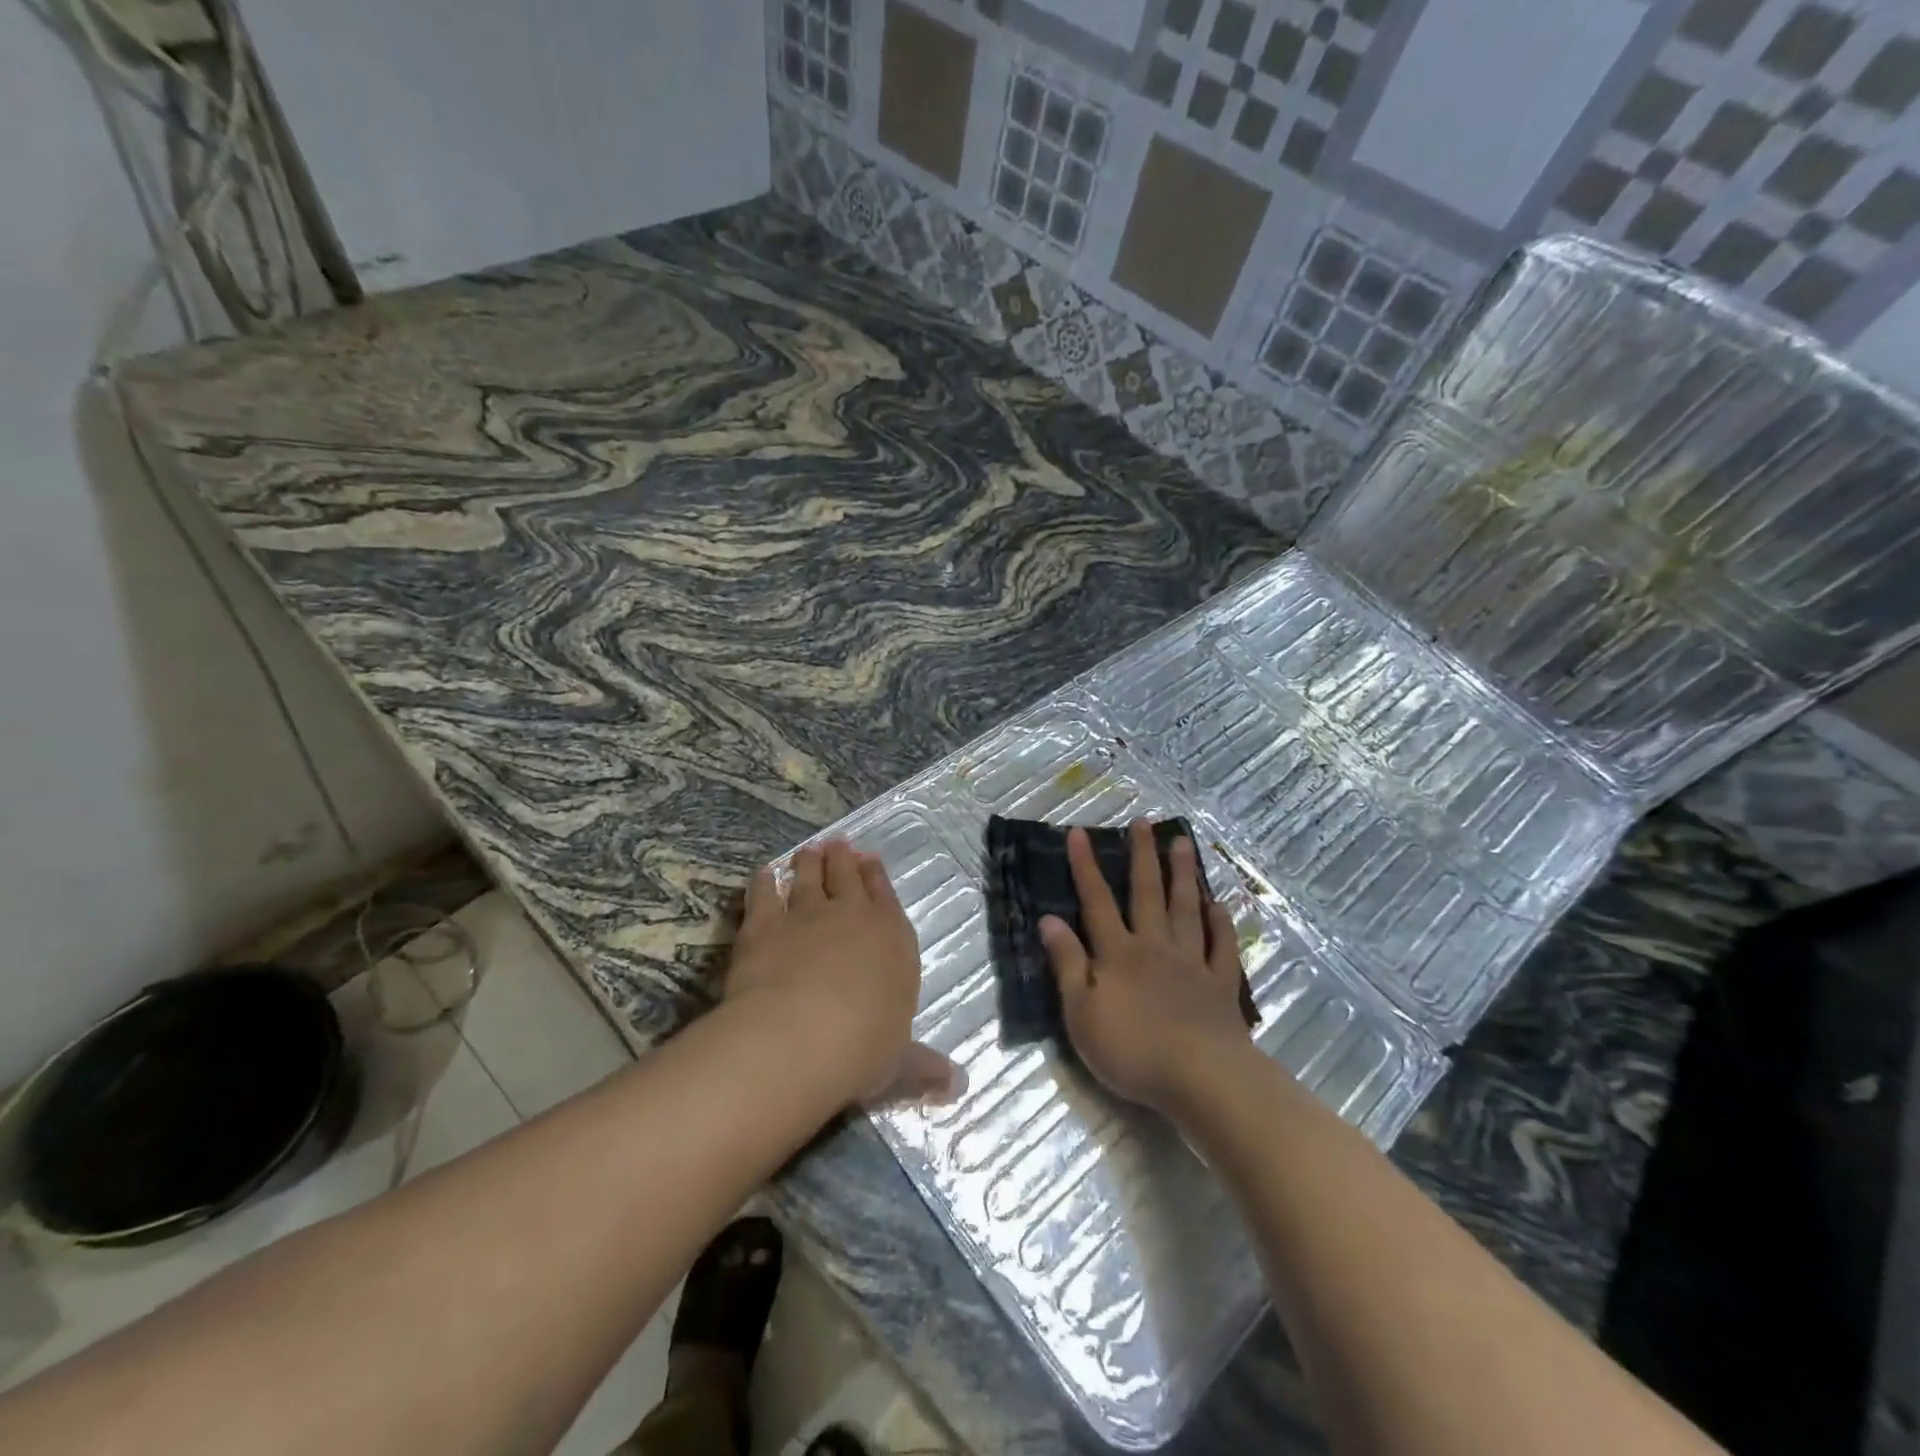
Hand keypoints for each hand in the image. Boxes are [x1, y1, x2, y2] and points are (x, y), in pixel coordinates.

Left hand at [724, 840, 963, 1107]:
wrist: (801, 1035)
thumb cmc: (864, 1048)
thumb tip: (959, 1087)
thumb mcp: (900, 1065)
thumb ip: (924, 1068)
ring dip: (808, 862)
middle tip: (838, 844)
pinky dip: (763, 880)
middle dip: (843, 859)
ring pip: (807, 877)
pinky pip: (763, 893)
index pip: (885, 897)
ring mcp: (805, 915)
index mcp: (892, 938)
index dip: (876, 877)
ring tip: (808, 849)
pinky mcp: (763, 924)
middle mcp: (851, 916)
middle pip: (846, 877)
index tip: (870, 859)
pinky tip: (763, 872)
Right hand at [1039, 821, 1253, 1115]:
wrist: (1201, 1078)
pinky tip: (1219, 905)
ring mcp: (1192, 963)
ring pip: (1186, 909)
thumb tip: (1049, 919)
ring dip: (1183, 875)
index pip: (1096, 901)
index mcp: (1118, 953)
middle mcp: (1155, 946)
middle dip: (1143, 856)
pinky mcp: (1220, 985)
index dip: (1085, 866)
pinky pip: (1221, 946)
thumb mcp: (1081, 1012)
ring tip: (1183, 843)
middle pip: (1147, 894)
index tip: (1079, 832)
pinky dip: (1221, 923)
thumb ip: (1067, 963)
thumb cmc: (1132, 1049)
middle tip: (1144, 823)